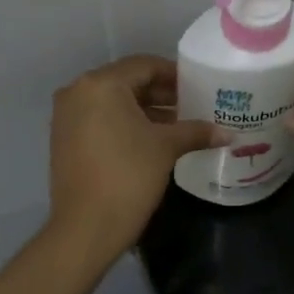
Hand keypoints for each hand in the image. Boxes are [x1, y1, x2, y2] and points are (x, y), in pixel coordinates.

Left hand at [48, 55, 223, 261]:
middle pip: (127, 83)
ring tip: (179, 125)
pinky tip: (152, 140)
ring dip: (145, 111)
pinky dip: (125, 124)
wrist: (86, 227)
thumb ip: (196, 132)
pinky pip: (100, 120)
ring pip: (113, 103)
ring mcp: (67, 116)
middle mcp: (78, 92)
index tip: (199, 87)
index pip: (144, 66)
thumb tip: (229, 133)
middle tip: (193, 106)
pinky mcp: (64, 139)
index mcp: (101, 84)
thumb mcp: (166, 148)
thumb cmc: (129, 176)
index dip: (175, 75)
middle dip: (161, 94)